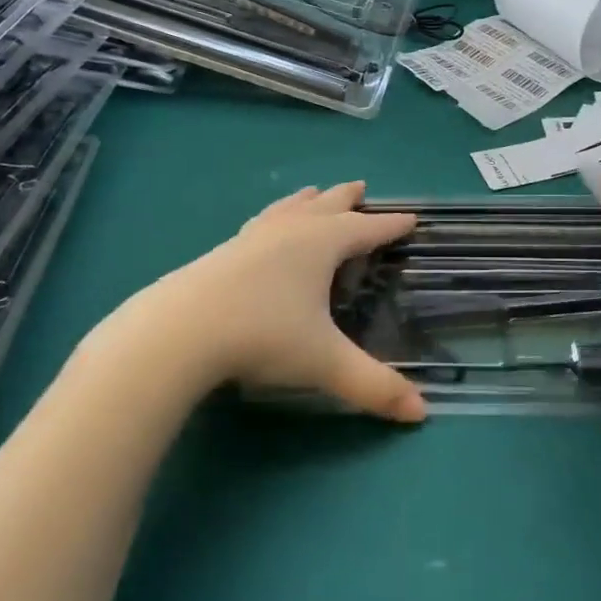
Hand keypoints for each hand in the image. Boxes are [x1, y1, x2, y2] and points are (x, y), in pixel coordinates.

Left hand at [130, 183, 426, 422]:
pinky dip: (273, 217)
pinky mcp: (222, 251)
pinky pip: (260, 223)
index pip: (366, 230)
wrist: (179, 332)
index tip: (411, 217)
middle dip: (347, 199)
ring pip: (287, 209)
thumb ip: (374, 386)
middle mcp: (289, 231)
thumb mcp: (325, 362)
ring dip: (307, 201)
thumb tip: (421, 413)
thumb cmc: (262, 336)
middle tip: (361, 186)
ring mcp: (252, 238)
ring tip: (313, 193)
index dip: (390, 225)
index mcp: (321, 245)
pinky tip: (262, 229)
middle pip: (326, 206)